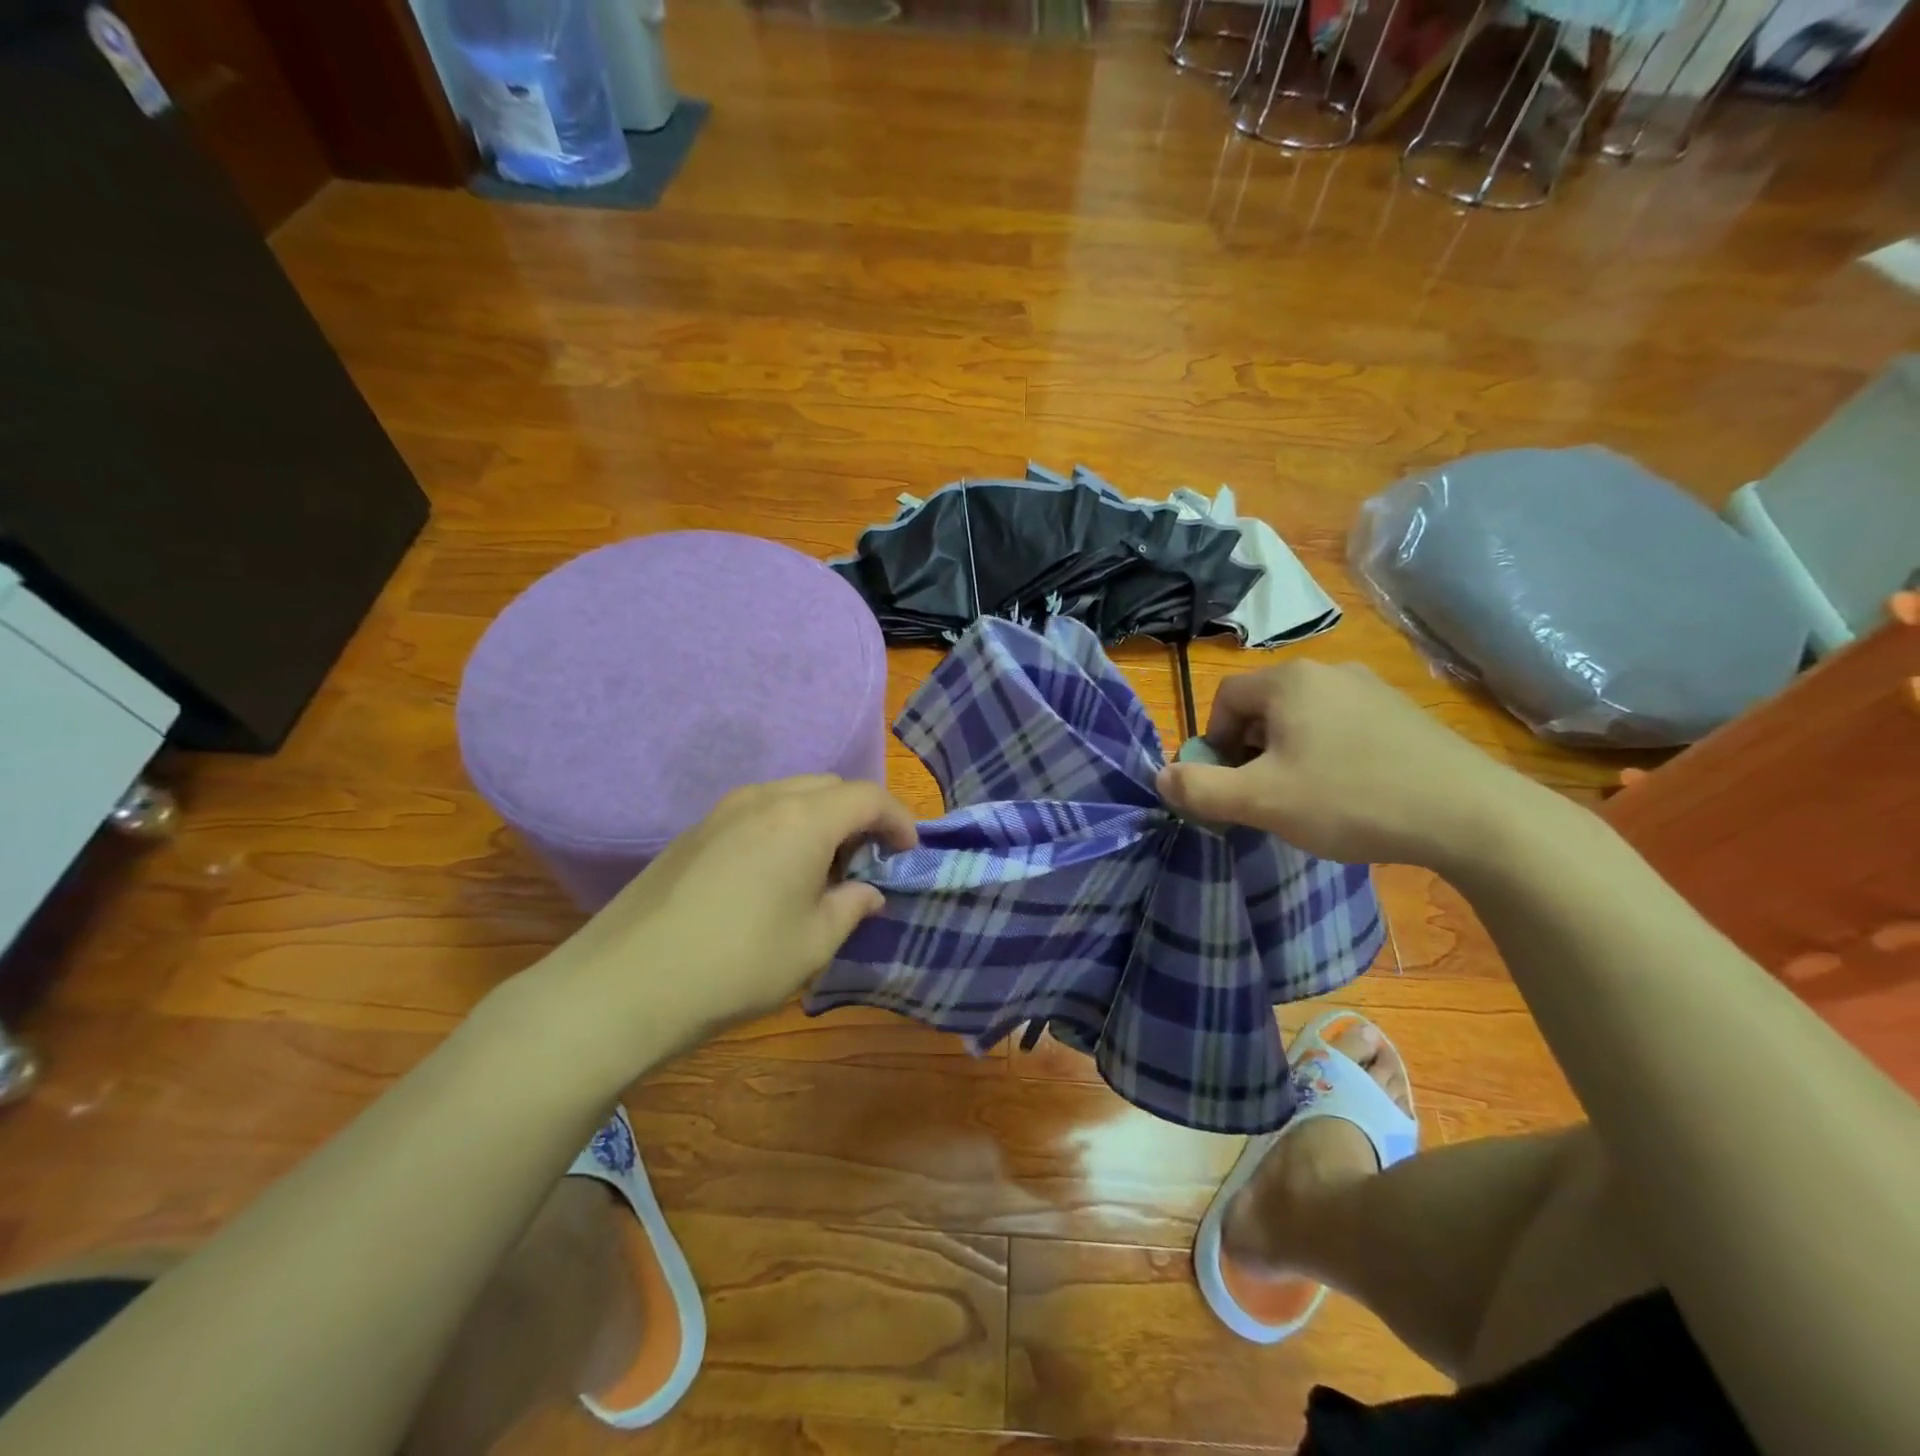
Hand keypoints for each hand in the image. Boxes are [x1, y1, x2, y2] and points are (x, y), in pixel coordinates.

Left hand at [518, 776, 916, 1079]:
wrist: (623, 985)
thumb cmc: (736, 965)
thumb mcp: (812, 945)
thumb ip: (850, 907)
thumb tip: (867, 890)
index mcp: (802, 820)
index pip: (868, 797)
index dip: (899, 821)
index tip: (909, 854)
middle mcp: (763, 799)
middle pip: (830, 787)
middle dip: (861, 816)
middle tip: (869, 862)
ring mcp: (722, 812)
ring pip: (791, 795)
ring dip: (821, 820)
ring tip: (824, 870)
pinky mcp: (694, 832)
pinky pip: (758, 812)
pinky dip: (785, 828)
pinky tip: (776, 875)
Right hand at [1156, 661, 1542, 869]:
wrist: (1471, 815)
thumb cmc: (1350, 799)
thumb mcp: (1261, 801)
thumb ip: (1199, 789)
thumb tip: (1160, 777)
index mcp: (1290, 680)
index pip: (1225, 699)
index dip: (1212, 743)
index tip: (1227, 785)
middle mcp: (1330, 671)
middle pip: (1264, 707)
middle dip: (1250, 752)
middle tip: (1262, 797)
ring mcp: (1373, 689)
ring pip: (1304, 719)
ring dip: (1288, 755)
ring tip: (1305, 799)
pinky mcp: (1405, 714)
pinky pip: (1343, 728)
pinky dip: (1329, 755)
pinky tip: (1350, 794)